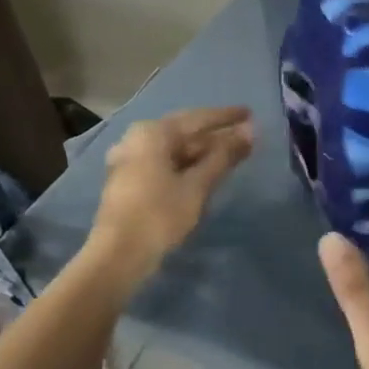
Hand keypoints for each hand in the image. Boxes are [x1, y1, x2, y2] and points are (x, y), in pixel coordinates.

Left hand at [82, 106, 252, 292]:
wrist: (119, 255)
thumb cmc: (160, 214)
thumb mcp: (198, 185)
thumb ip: (224, 155)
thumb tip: (250, 131)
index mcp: (153, 133)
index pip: (198, 118)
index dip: (226, 117)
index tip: (250, 112)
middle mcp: (137, 139)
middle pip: (185, 132)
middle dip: (216, 135)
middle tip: (245, 134)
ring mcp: (130, 160)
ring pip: (174, 149)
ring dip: (203, 151)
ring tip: (231, 153)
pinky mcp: (130, 180)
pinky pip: (165, 163)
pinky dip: (187, 164)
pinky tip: (206, 171)